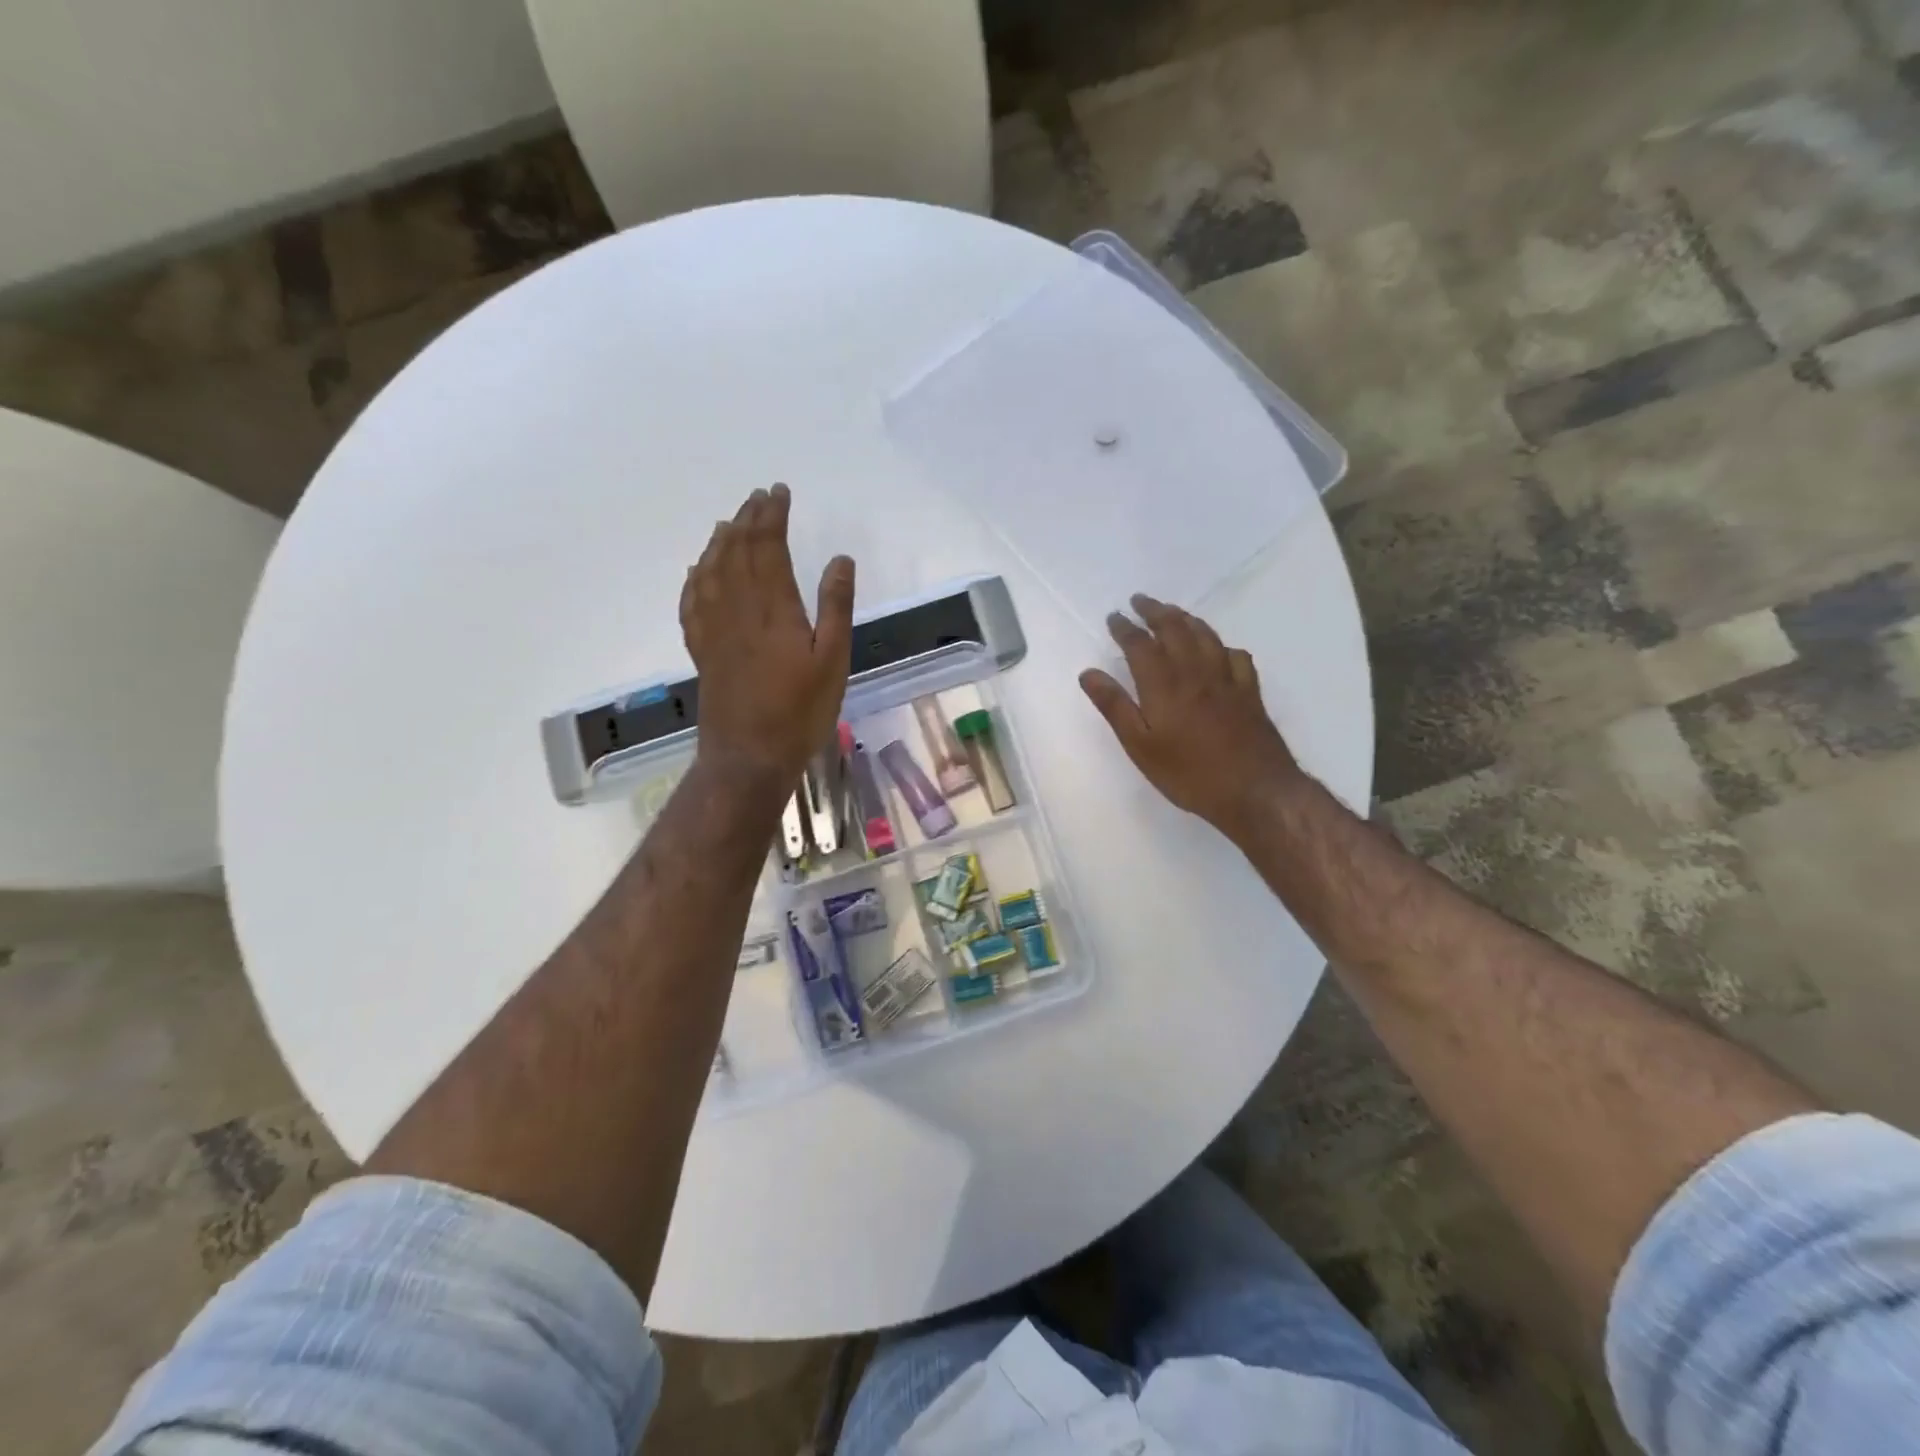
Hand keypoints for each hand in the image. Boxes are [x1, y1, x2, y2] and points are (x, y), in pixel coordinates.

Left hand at [680, 484, 854, 789]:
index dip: (772, 517)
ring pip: (711, 571)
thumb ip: (835, 607)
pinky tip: (697, 571)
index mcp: (774, 609)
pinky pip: (692, 603)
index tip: (779, 492)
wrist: (749, 757)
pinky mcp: (703, 651)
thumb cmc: (800, 712)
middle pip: (738, 552)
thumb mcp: (833, 661)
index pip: (769, 548)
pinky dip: (695, 579)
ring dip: (720, 542)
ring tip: (729, 522)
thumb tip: (840, 559)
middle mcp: (738, 609)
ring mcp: (715, 630)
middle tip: (757, 497)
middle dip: (748, 520)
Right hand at [1079, 594, 1303, 838]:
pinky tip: (1218, 649)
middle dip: (1155, 611)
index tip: (1114, 616)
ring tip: (1172, 613)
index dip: (1125, 628)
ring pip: (1205, 635)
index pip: (1140, 645)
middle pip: (1174, 629)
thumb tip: (1088, 673)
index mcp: (1164, 684)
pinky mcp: (1250, 692)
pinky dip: (1221, 645)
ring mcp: (1227, 679)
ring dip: (1185, 618)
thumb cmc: (1189, 773)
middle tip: (1140, 601)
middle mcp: (1195, 671)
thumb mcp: (1140, 746)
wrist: (1255, 791)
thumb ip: (1115, 706)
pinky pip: (1236, 655)